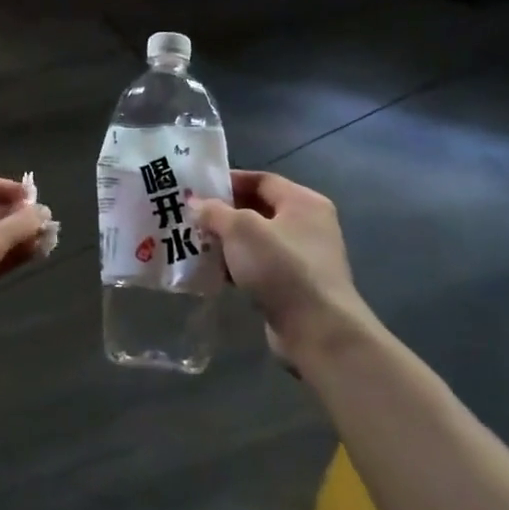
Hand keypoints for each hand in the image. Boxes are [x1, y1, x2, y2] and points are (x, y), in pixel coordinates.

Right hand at [193, 171, 378, 371]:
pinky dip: (238, 267)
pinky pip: (260, 267)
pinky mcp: (296, 287)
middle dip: (224, 214)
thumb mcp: (240, 229)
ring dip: (228, 243)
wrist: (317, 330)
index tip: (197, 188)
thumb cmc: (280, 267)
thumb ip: (214, 211)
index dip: (229, 181)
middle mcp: (308, 225)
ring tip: (195, 244)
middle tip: (191, 218)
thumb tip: (195, 203)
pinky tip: (214, 273)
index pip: (261, 180)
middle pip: (258, 210)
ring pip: (257, 241)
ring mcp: (304, 258)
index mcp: (303, 202)